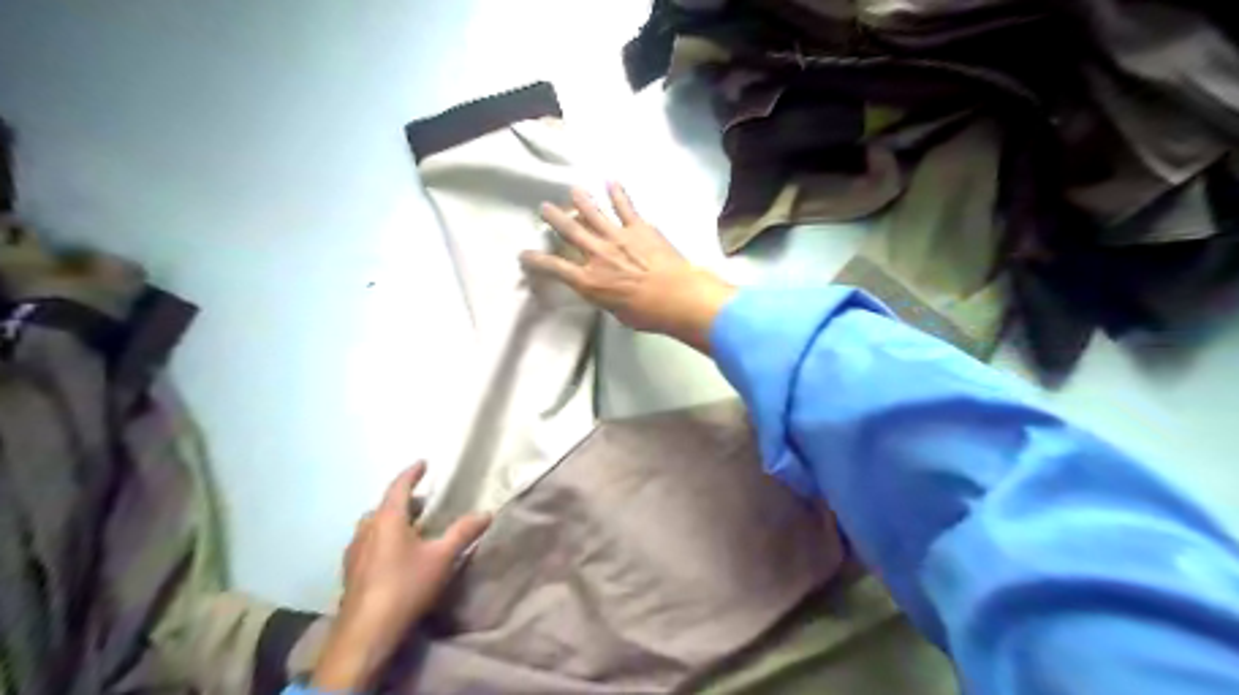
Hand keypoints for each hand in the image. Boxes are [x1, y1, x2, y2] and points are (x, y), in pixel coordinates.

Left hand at [314, 462, 491, 693]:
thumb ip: (463, 532)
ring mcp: (354, 552)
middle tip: (423, 502)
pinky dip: (381, 539)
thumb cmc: (405, 586)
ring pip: (372, 526)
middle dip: (403, 500)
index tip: (423, 463)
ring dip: (389, 521)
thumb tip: (486, 513)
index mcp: (387, 519)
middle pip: (383, 506)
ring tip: (409, 528)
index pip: (398, 487)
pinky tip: (393, 556)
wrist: (365, 633)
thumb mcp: (442, 558)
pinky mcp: (350, 573)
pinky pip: (366, 544)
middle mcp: (366, 530)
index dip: (411, 473)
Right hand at [516, 183, 728, 353]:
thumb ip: (606, 296)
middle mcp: (597, 255)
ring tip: (573, 190)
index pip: (554, 268)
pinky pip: (625, 206)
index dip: (536, 260)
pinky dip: (618, 192)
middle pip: (569, 231)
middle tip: (544, 208)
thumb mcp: (616, 312)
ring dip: (581, 199)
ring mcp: (617, 237)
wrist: (677, 297)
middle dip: (554, 218)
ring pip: (593, 213)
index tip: (524, 254)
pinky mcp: (639, 228)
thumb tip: (606, 289)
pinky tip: (611, 181)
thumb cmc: (647, 314)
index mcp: (589, 281)